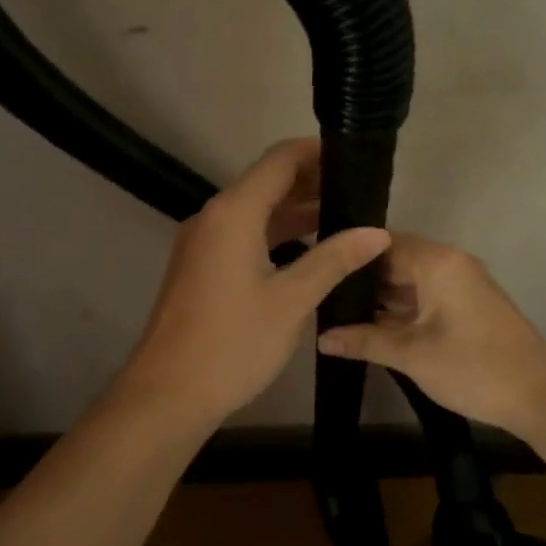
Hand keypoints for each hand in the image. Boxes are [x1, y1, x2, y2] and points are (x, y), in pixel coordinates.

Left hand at [116, 139, 390, 428]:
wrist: (168, 393)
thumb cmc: (232, 344)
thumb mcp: (291, 300)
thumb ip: (334, 259)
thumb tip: (377, 232)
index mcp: (233, 213)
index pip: (279, 160)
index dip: (317, 152)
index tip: (355, 158)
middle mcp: (213, 217)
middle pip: (266, 182)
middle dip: (311, 181)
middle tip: (360, 191)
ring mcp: (202, 242)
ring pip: (254, 210)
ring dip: (294, 209)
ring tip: (344, 216)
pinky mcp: (200, 266)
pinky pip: (242, 234)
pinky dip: (275, 233)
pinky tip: (307, 248)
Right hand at [316, 235, 545, 433]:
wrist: (541, 396)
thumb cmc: (474, 367)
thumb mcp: (412, 354)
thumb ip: (364, 341)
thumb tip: (320, 337)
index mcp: (437, 262)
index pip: (382, 243)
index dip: (348, 254)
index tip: (316, 267)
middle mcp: (450, 263)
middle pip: (395, 260)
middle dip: (360, 278)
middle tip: (319, 291)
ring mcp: (461, 284)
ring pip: (410, 280)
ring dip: (379, 296)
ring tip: (335, 309)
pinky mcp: (468, 306)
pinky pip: (425, 295)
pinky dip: (400, 307)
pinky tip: (370, 324)